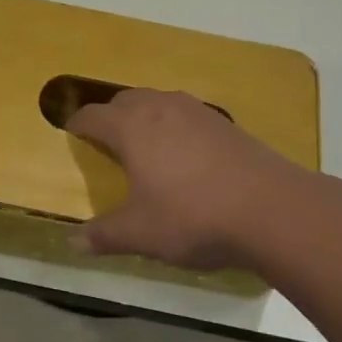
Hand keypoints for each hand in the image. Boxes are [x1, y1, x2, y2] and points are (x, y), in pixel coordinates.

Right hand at [65, 89, 313, 271]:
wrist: (270, 208)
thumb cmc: (193, 217)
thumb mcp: (141, 234)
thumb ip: (104, 235)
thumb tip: (73, 241)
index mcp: (131, 127)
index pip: (93, 115)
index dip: (77, 125)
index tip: (71, 135)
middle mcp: (160, 108)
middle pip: (124, 100)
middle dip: (110, 117)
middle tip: (105, 143)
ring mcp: (195, 111)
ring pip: (157, 102)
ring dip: (143, 117)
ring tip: (144, 146)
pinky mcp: (223, 121)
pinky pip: (185, 114)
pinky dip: (173, 126)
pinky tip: (184, 155)